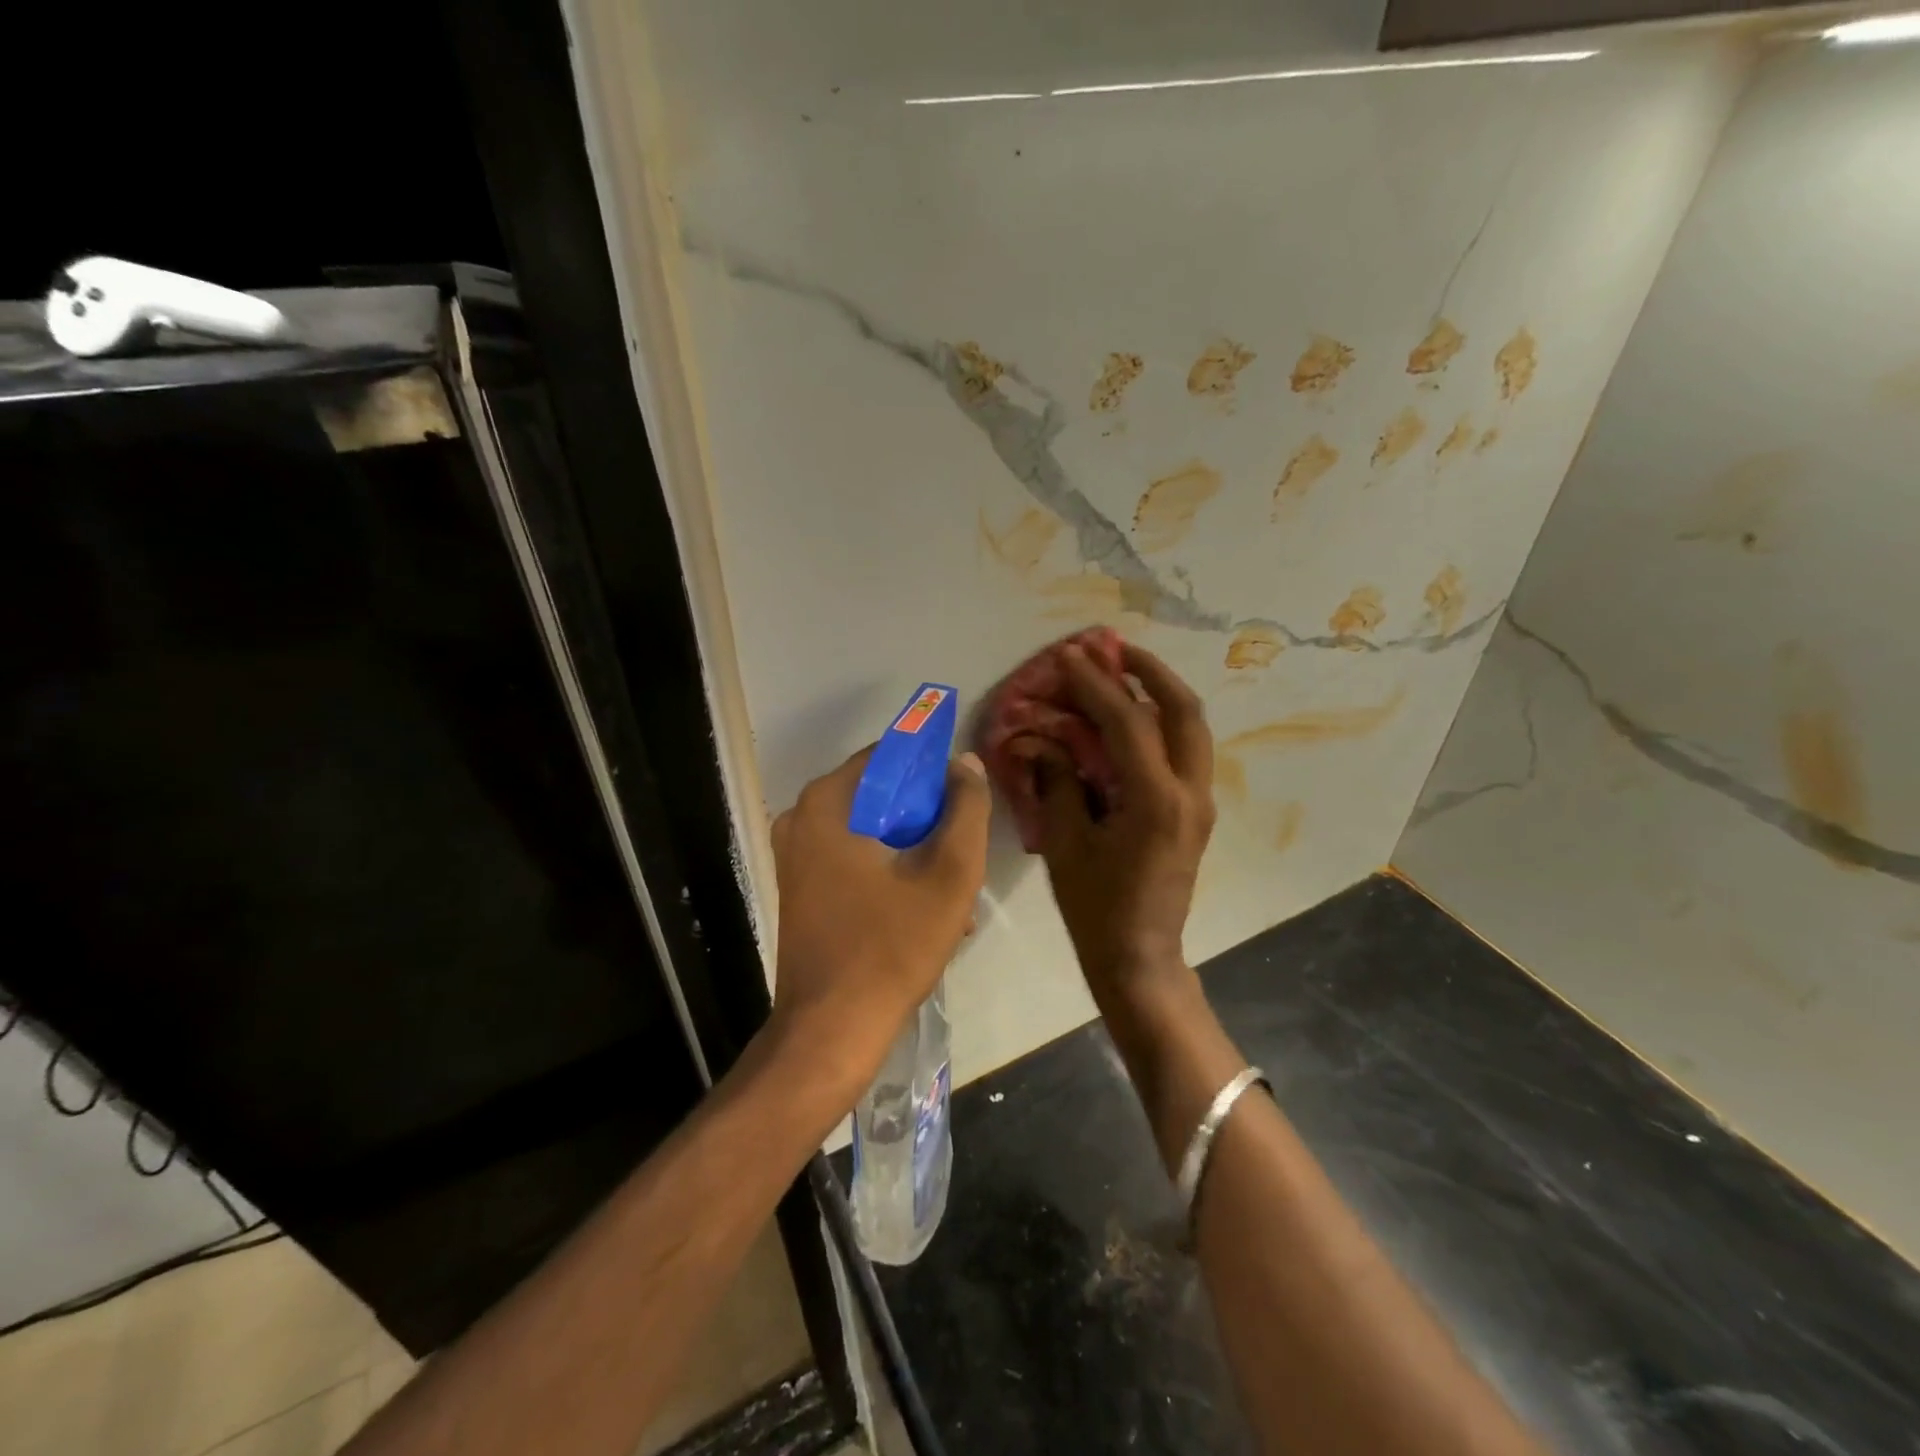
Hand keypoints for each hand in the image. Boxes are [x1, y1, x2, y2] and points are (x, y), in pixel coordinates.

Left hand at [769, 747, 990, 1079]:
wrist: (830, 1031)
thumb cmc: (891, 948)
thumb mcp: (949, 876)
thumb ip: (966, 810)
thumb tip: (965, 763)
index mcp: (828, 802)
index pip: (890, 755)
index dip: (933, 770)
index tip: (964, 800)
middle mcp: (801, 817)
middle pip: (880, 794)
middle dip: (925, 818)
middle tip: (959, 851)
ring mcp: (795, 854)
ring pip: (870, 829)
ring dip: (912, 850)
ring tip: (949, 890)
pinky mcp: (799, 885)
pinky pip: (853, 856)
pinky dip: (887, 869)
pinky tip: (921, 907)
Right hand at [1015, 642, 1213, 997]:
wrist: (1140, 957)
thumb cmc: (1096, 908)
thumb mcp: (1067, 843)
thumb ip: (1058, 782)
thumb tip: (1042, 741)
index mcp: (1155, 801)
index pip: (1128, 723)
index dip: (1096, 685)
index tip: (1070, 657)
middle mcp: (1189, 793)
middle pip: (1184, 711)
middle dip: (1151, 672)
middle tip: (1116, 650)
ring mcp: (1200, 803)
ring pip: (1193, 728)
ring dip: (1162, 693)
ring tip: (1127, 672)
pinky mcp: (1196, 812)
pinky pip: (1186, 751)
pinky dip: (1164, 723)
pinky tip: (1134, 718)